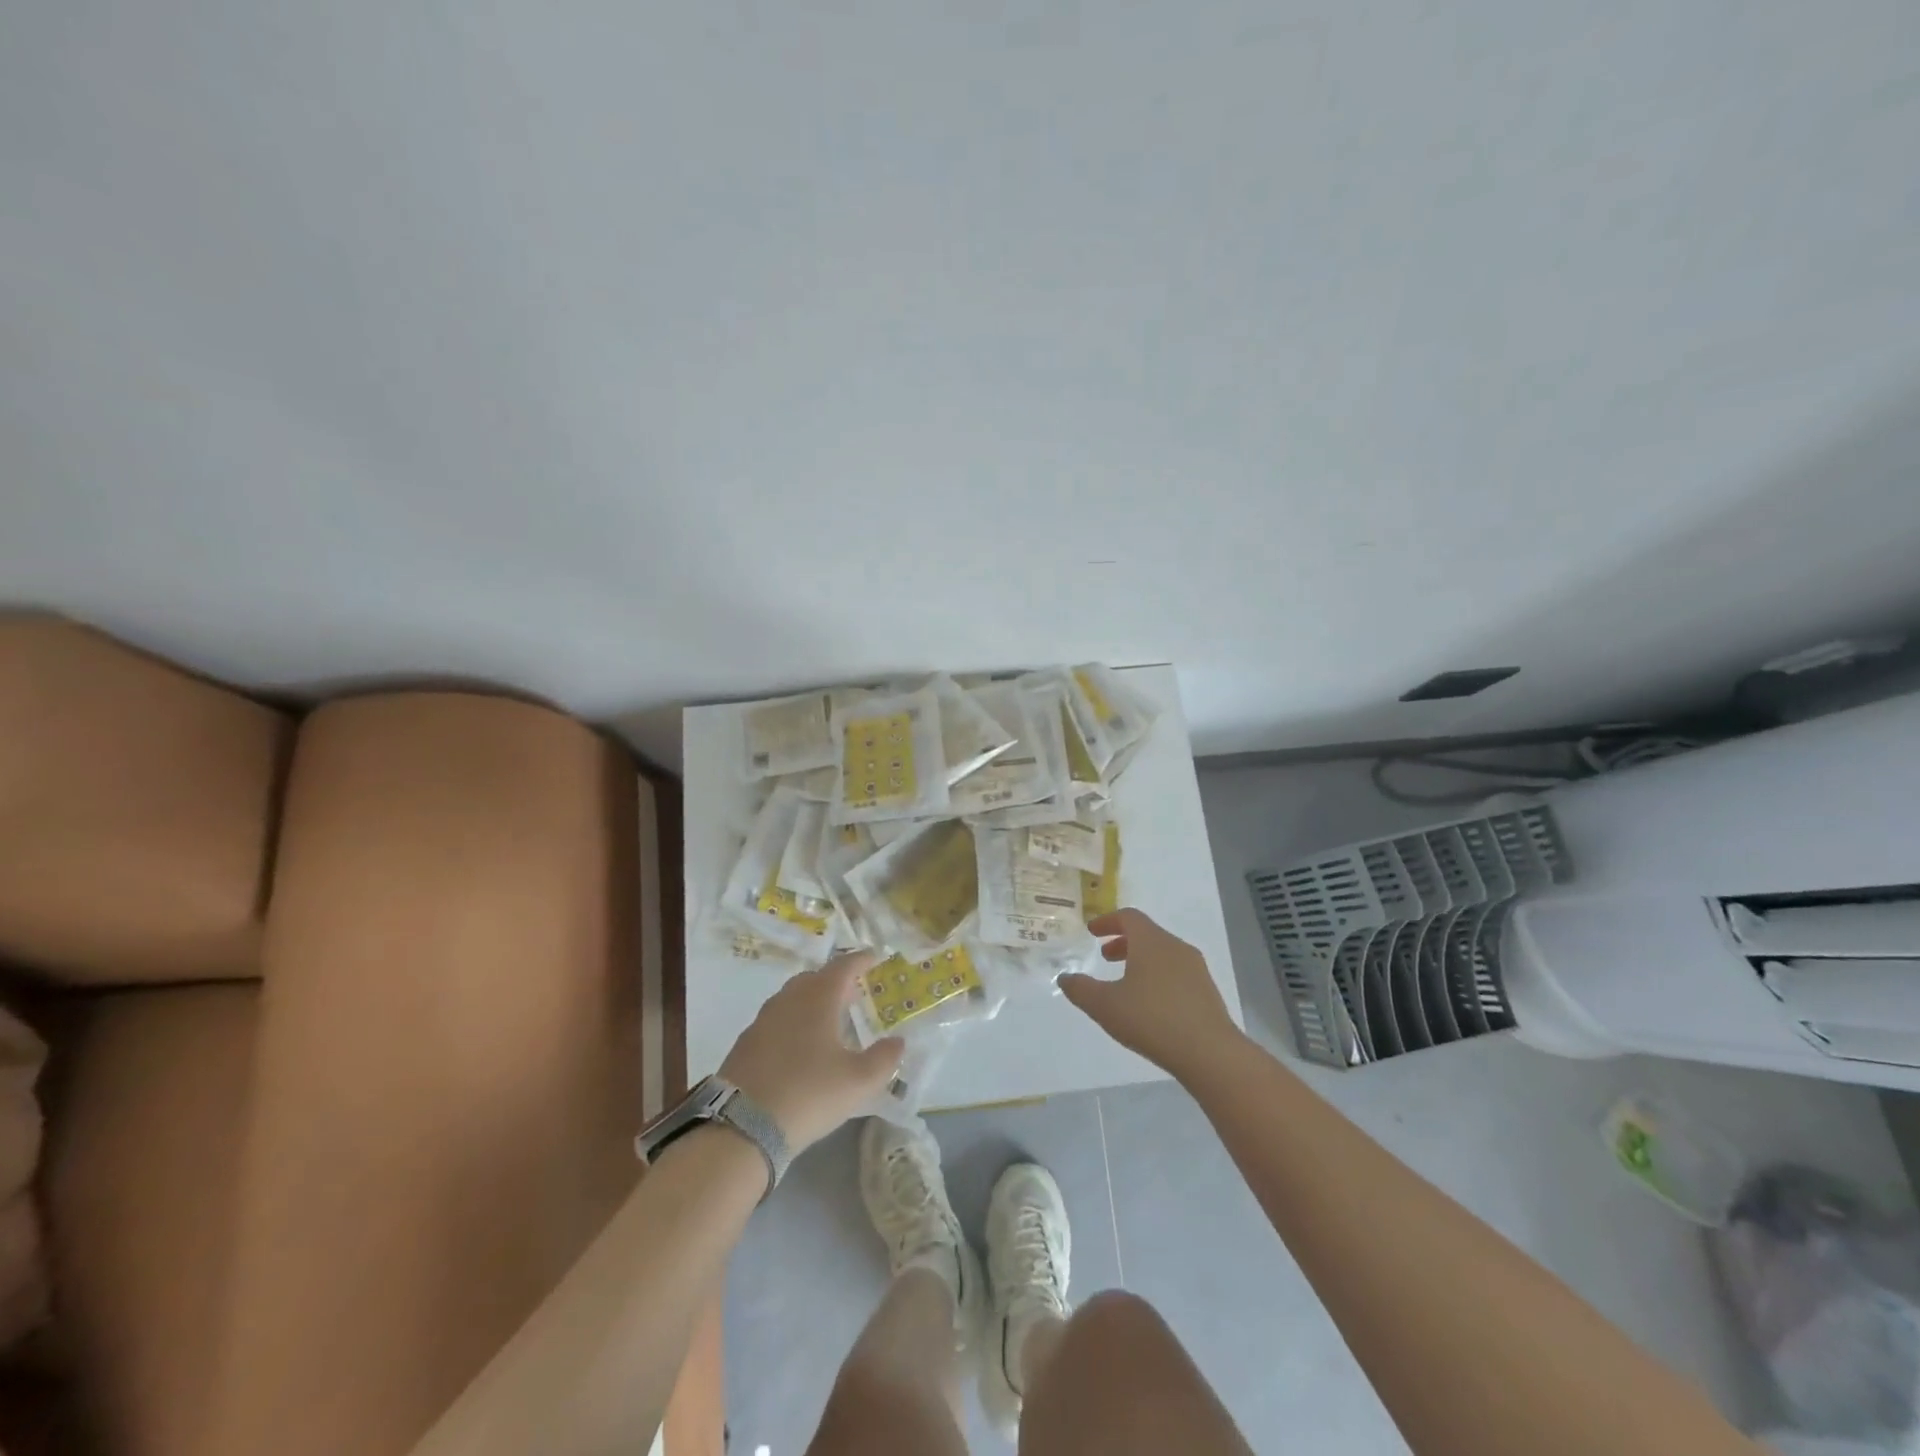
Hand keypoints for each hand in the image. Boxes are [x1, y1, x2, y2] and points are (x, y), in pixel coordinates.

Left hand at [719, 951, 904, 1152]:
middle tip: (853, 993)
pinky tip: (798, 1046)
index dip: (861, 960)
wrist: (740, 1127)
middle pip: (814, 978)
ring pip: (791, 998)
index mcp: (818, 998)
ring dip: (811, 1001)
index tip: (874, 957)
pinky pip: (775, 1020)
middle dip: (835, 980)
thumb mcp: (858, 1082)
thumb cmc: (809, 1093)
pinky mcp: (745, 1043)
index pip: (843, 966)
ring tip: (827, 1020)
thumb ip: (884, 1059)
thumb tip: (898, 1042)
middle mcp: (788, 999)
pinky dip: (792, 1022)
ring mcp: (762, 1020)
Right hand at [1061, 909, 1239, 1081]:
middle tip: (1105, 957)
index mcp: (1151, 941)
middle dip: (1123, 942)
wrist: (1210, 1052)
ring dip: (1141, 960)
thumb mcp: (1105, 1006)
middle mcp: (1175, 947)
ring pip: (1163, 953)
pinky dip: (1158, 976)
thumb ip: (1080, 989)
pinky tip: (1150, 1004)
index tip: (1092, 932)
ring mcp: (1195, 969)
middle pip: (1147, 934)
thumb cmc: (1152, 1019)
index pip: (1128, 917)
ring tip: (1126, 983)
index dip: (1107, 921)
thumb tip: (1064, 977)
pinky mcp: (1207, 991)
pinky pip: (1176, 972)